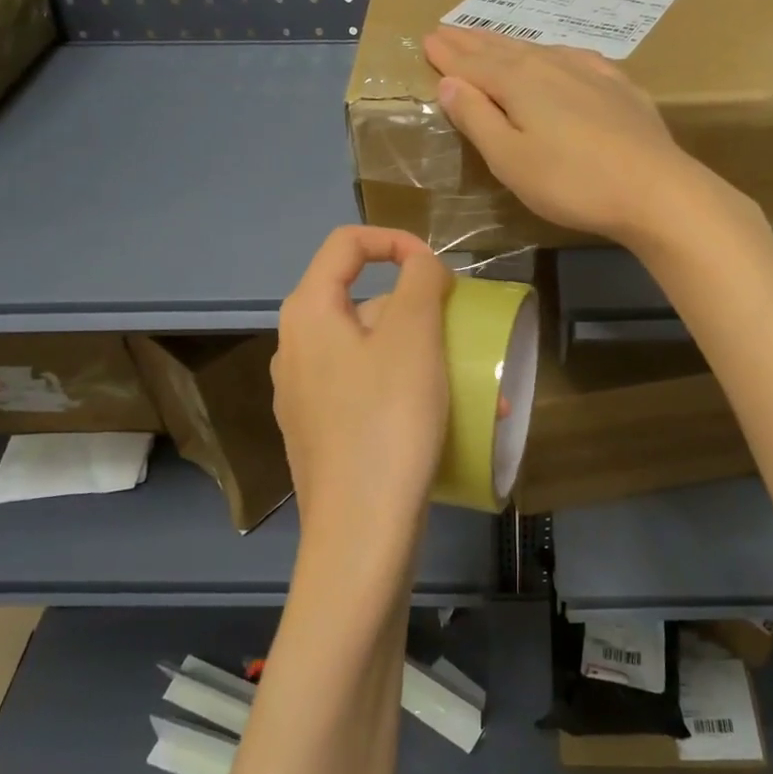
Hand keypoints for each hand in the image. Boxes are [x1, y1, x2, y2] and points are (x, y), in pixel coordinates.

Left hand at [271, 226, 452, 557]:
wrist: (361, 533)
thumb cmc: (387, 421)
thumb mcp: (413, 337)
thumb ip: (419, 282)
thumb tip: (419, 264)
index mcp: (308, 314)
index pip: (346, 243)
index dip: (396, 240)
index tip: (440, 269)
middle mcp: (296, 348)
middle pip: (363, 299)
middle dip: (420, 307)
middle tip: (462, 330)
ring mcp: (305, 395)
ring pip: (371, 349)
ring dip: (424, 353)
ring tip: (475, 383)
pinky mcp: (323, 433)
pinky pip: (368, 390)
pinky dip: (408, 388)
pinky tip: (449, 418)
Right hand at [423, 26, 721, 248]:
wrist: (655, 189)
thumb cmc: (572, 182)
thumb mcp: (510, 159)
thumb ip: (477, 118)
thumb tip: (449, 82)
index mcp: (518, 83)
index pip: (472, 64)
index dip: (448, 56)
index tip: (428, 40)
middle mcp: (552, 66)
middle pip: (503, 50)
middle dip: (472, 42)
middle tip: (448, 29)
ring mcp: (590, 72)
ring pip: (539, 49)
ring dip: (509, 44)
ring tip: (491, 39)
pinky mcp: (620, 87)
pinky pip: (576, 57)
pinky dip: (554, 53)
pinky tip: (558, 55)